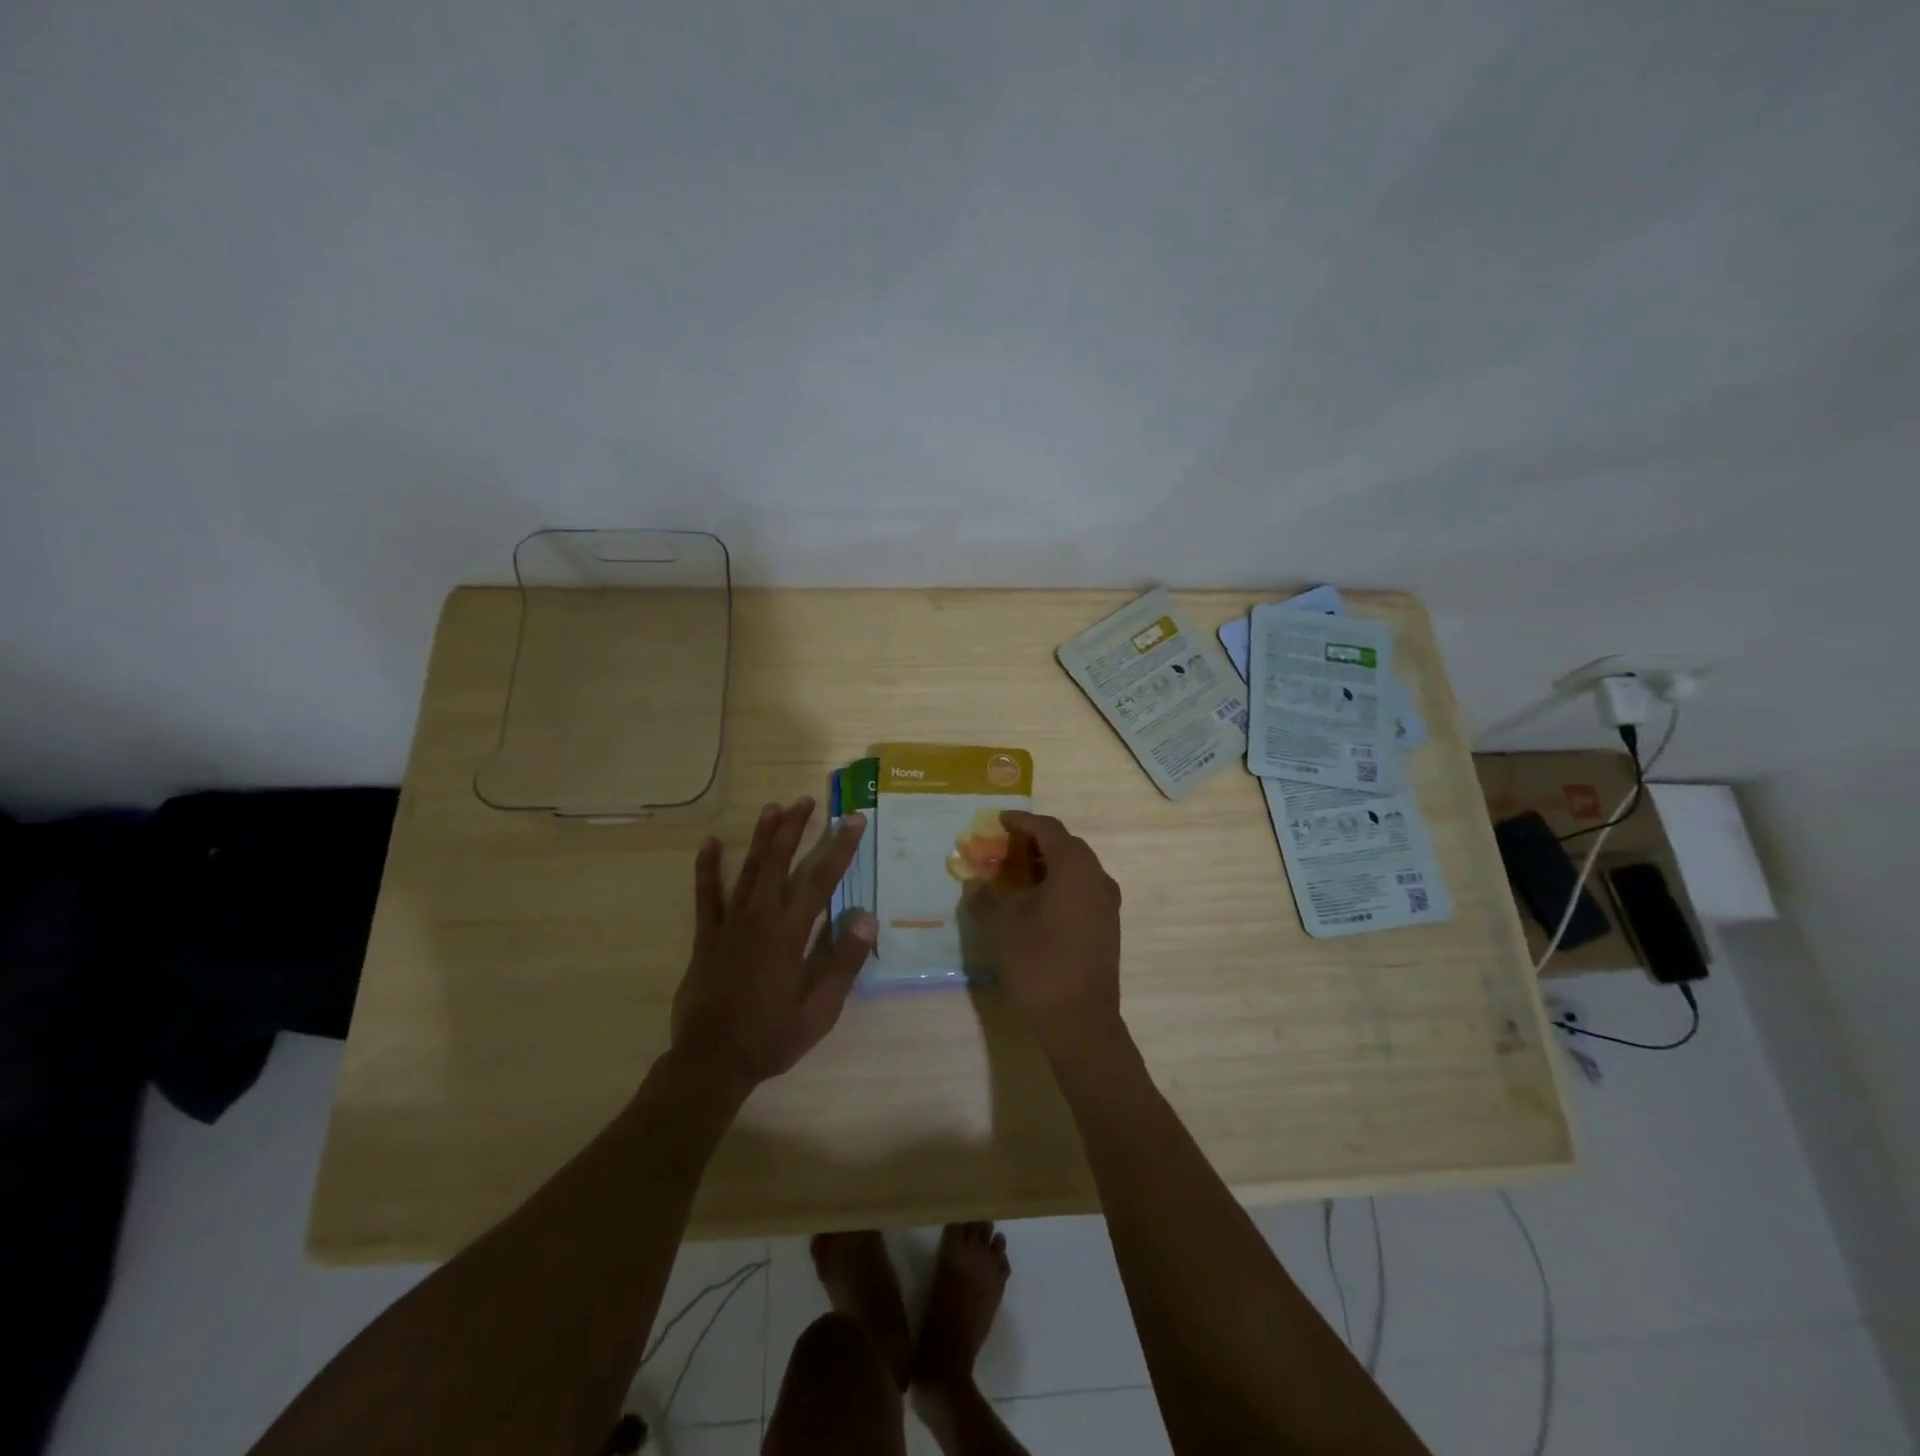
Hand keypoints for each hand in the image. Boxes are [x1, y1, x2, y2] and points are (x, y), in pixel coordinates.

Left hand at [671, 797, 875, 1090]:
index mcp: (790, 934)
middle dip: (795, 829)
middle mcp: (760, 918)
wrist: (712, 1061)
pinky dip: (707, 868)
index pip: (822, 880)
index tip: (854, 820)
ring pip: (748, 871)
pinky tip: (708, 843)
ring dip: (761, 838)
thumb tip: (867, 916)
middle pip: (780, 862)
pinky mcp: (707, 936)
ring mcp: (729, 924)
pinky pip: (706, 895)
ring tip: (772, 808)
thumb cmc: (772, 1037)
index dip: (841, 847)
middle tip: (806, 800)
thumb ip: (843, 962)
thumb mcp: (820, 1010)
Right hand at [962, 810, 1122, 1037]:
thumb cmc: (1039, 962)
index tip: (999, 820)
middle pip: (1065, 845)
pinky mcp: (1108, 925)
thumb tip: (975, 884)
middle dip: (1034, 842)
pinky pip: (1082, 889)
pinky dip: (1059, 884)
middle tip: (1004, 847)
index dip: (1021, 821)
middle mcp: (1097, 877)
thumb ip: (984, 897)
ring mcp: (1107, 902)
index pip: (1047, 829)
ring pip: (1075, 869)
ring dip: (1047, 864)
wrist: (1080, 1019)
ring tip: (1016, 873)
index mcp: (1074, 867)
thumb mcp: (1000, 926)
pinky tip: (1036, 901)